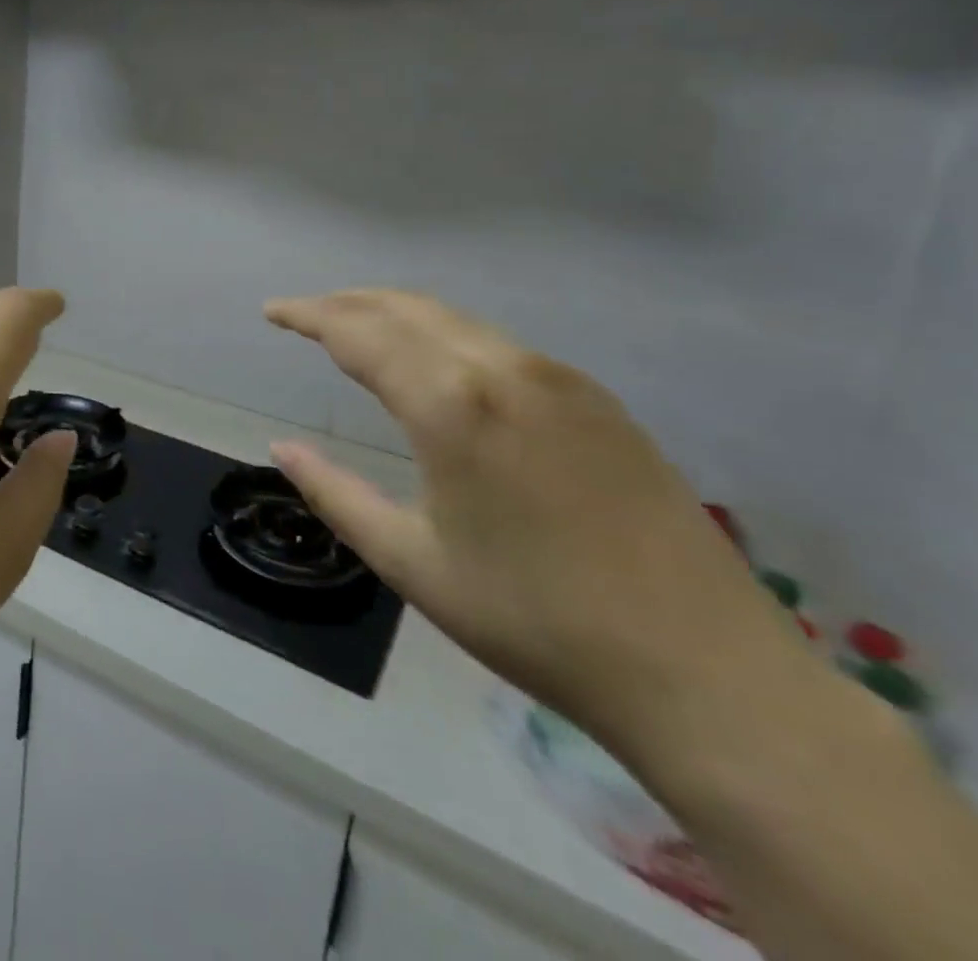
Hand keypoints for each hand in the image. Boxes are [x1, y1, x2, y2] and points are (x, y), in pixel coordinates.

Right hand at [264, 290, 803, 763]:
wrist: (705, 673)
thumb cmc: (534, 620)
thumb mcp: (410, 562)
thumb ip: (335, 494)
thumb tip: (282, 449)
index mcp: (452, 405)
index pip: (359, 333)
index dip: (308, 315)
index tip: (272, 310)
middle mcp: (504, 370)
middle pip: (406, 308)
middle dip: (347, 303)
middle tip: (305, 314)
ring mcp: (560, 380)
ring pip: (455, 319)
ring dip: (396, 314)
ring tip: (357, 330)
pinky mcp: (598, 401)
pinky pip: (498, 344)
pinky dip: (445, 336)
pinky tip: (437, 365)